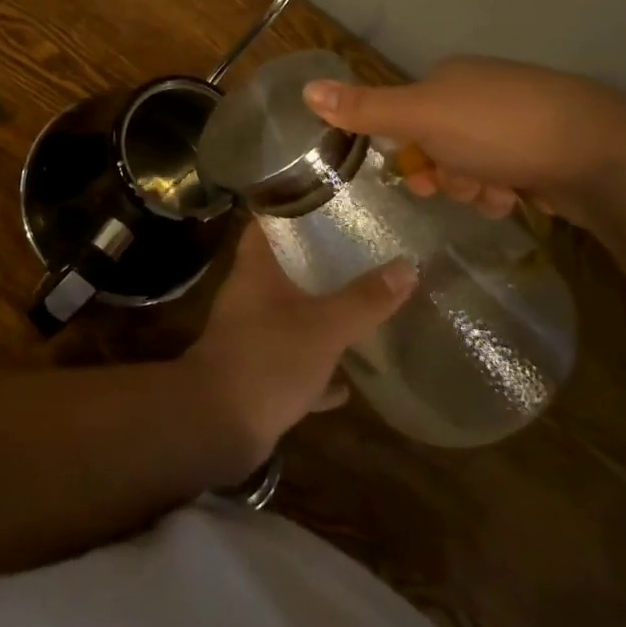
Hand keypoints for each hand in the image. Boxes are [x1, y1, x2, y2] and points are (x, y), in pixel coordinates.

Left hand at [183, 223, 416, 472]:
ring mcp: (250, 336)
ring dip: (318, 316)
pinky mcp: (257, 375)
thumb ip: (364, 299)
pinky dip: (316, 371)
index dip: (291, 208)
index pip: (266, 223)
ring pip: (289, 316)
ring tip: (359, 308)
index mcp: (256, 270)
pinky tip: (346, 383)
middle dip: (316, 263)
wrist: (218, 426)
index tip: (327, 200)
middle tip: (358, 253)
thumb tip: (407, 265)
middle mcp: (249, 297)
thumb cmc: (268, 359)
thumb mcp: (325, 326)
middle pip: (282, 268)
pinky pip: (293, 364)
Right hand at [303, 56, 625, 221]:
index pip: (404, 115)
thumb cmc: (501, 128)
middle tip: (460, 186)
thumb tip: (305, 88)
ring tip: (496, 194)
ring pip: (469, 164)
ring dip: (472, 187)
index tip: (415, 176)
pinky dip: (503, 191)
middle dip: (443, 172)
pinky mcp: (546, 150)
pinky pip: (503, 174)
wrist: (601, 153)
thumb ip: (365, 108)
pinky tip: (516, 198)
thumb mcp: (422, 117)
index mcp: (450, 77)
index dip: (404, 149)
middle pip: (436, 144)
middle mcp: (480, 92)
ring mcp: (516, 121)